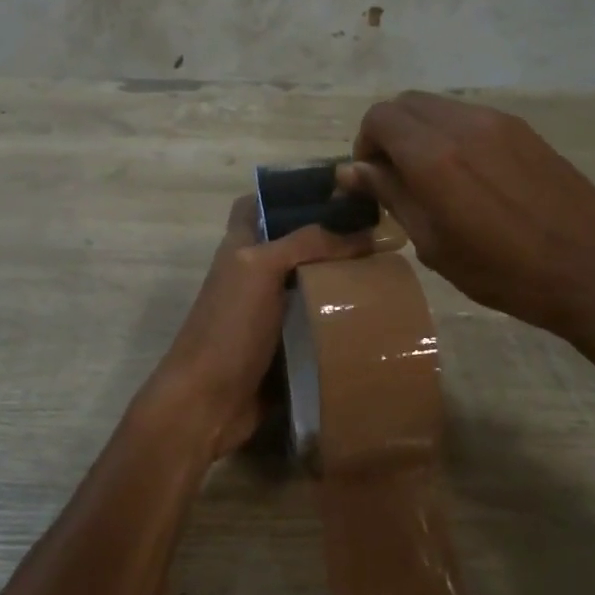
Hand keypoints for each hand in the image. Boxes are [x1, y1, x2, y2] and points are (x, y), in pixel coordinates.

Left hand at [145, 195, 371, 458]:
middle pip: (293, 247)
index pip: (260, 205)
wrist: (208, 403)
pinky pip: (315, 326)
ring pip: (307, 286)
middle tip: (377, 237)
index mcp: (240, 248)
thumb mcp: (262, 270)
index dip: (290, 193)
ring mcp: (267, 314)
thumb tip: (360, 231)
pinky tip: (372, 318)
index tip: (336, 192)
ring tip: (386, 274)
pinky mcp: (283, 348)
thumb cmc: (229, 327)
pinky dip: (338, 322)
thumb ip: (305, 243)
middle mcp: (253, 276)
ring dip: (339, 282)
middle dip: (330, 240)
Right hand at [340, 91, 594, 340]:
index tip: (373, 180)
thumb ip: (391, 196)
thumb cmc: (504, 272)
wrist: (592, 269)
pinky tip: (471, 177)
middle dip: (389, 134)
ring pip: (439, 107)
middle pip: (406, 104)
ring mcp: (498, 122)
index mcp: (434, 156)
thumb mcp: (434, 244)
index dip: (365, 145)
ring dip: (421, 132)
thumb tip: (350, 171)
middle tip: (397, 179)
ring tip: (435, 179)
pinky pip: (471, 117)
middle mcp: (463, 125)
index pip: (379, 118)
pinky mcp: (524, 130)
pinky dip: (452, 134)